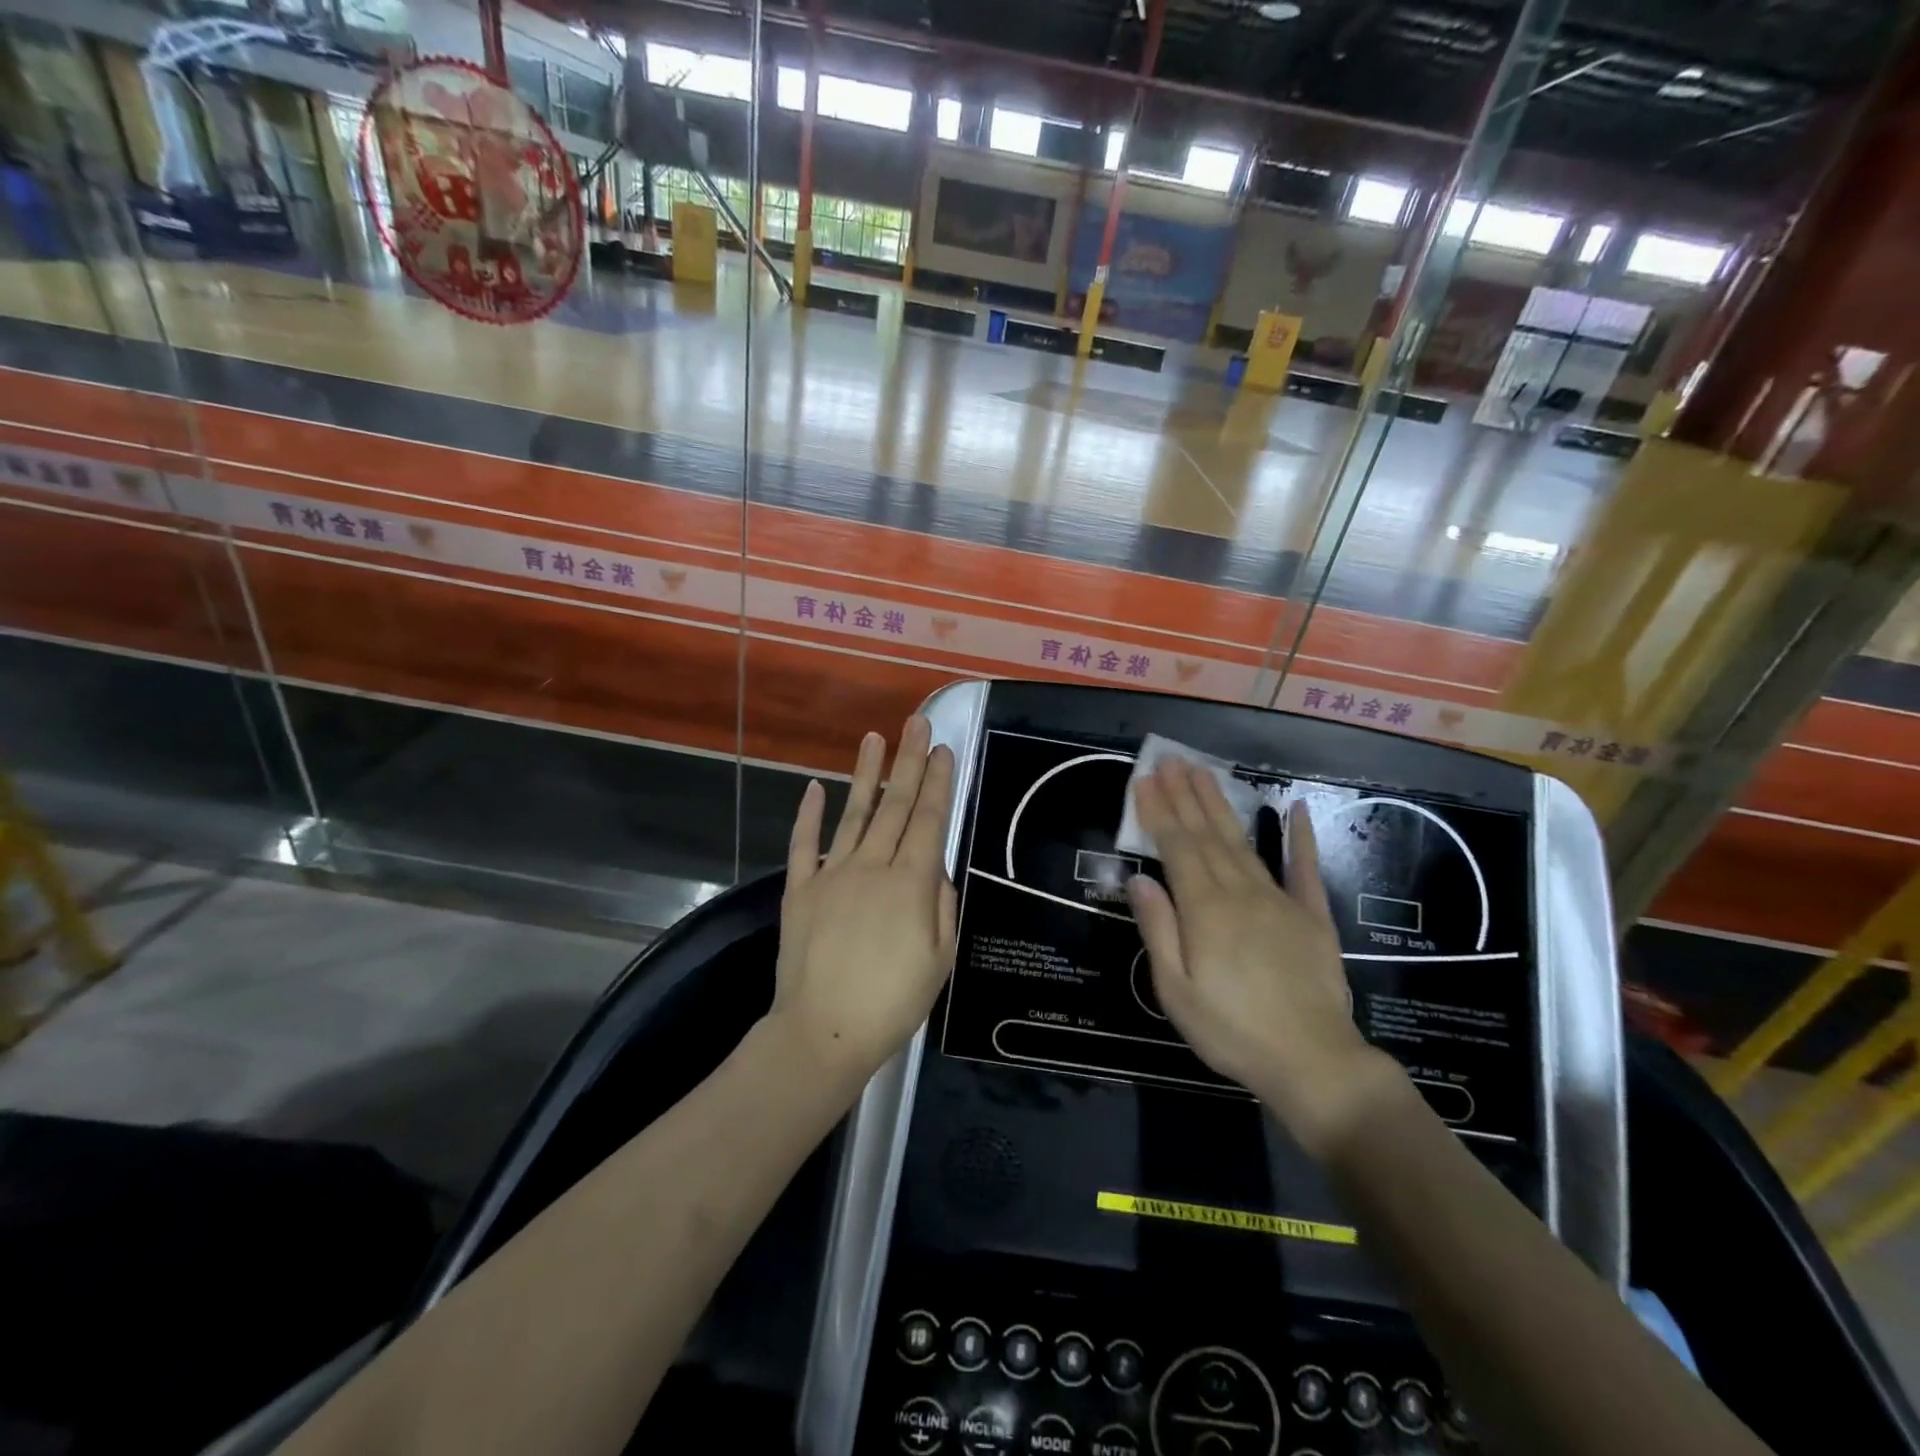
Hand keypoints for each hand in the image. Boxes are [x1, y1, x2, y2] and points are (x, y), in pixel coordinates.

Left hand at [770, 715, 957, 1090]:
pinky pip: (804, 845)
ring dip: (866, 774)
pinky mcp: (800, 890)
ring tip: (874, 737)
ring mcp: (832, 875)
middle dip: (909, 761)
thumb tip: (936, 869)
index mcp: (910, 883)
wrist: (823, 1033)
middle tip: (916, 722)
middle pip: (895, 806)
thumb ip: (942, 906)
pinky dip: (808, 815)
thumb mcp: (939, 960)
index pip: (928, 820)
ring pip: (853, 814)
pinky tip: (814, 787)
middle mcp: (872, 867)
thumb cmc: (892, 1003)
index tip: (943, 750)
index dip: (937, 783)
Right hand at [1126, 758, 1403, 1159]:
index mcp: (1205, 909)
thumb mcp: (1175, 990)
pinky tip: (1295, 808)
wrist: (1314, 1062)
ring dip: (1221, 804)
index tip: (1146, 779)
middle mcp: (1240, 892)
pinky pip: (1304, 868)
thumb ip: (1158, 929)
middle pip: (1207, 834)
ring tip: (1205, 772)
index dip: (1159, 810)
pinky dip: (1300, 837)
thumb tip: (1138, 878)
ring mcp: (1279, 900)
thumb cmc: (1232, 1030)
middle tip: (1171, 759)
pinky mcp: (1312, 916)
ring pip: (1243, 842)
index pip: (1176, 846)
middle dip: (1186, 794)